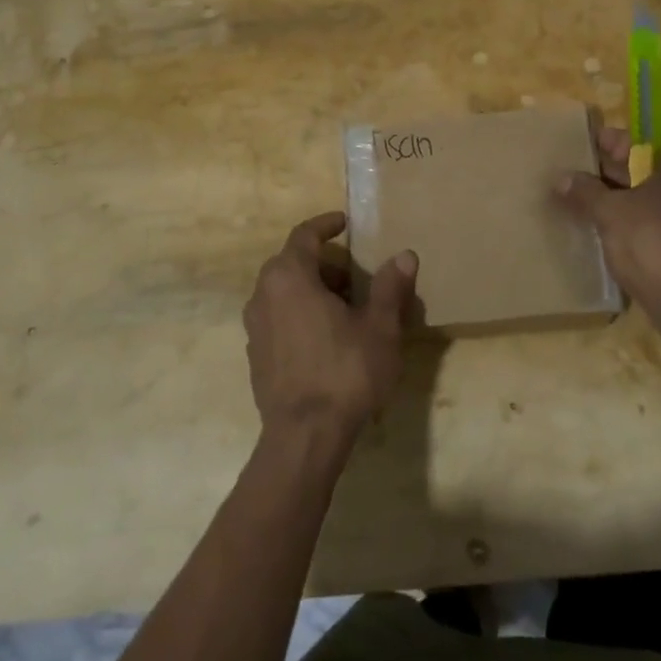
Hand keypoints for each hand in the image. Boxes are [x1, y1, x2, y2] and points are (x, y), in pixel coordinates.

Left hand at [242, 212, 419, 452]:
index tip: (345, 223)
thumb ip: (390, 287)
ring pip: (283, 292)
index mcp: (289, 277)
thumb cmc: (345, 372)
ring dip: (312, 290)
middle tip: (355, 277)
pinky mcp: (255, 355)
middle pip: (292, 263)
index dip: (326, 225)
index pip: (304, 235)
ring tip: (345, 309)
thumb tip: (405, 256)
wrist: (304, 436)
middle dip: (324, 263)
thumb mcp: (379, 327)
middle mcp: (263, 294)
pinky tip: (325, 339)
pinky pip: (278, 318)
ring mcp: (255, 327)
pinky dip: (299, 314)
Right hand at [556, 116, 660, 359]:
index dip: (627, 132)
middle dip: (623, 164)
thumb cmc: (654, 239)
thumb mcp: (610, 211)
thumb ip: (585, 191)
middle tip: (586, 171)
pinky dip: (644, 216)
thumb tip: (561, 179)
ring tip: (592, 198)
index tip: (595, 144)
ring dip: (630, 192)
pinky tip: (612, 227)